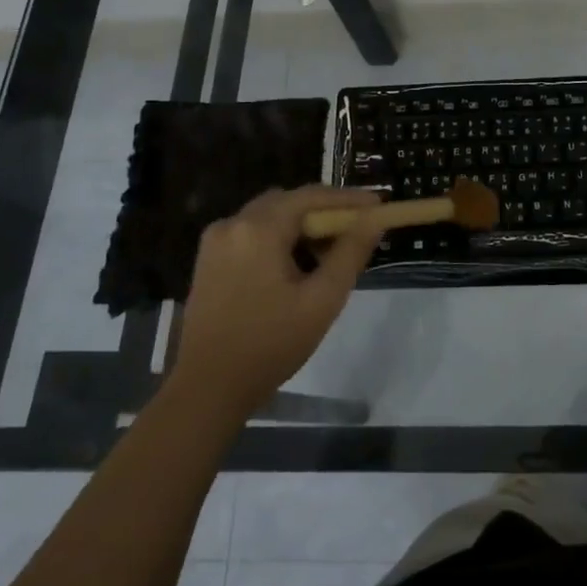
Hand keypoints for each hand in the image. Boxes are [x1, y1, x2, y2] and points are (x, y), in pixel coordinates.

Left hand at [169, 185, 390, 424]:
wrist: (208, 389)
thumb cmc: (271, 345)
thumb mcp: (322, 300)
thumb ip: (351, 252)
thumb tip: (376, 218)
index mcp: (259, 229)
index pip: (312, 196)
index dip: (349, 199)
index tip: (379, 205)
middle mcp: (232, 223)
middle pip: (289, 202)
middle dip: (324, 212)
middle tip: (356, 232)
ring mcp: (215, 240)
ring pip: (269, 216)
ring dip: (300, 226)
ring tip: (327, 255)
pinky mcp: (208, 259)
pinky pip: (252, 233)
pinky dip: (278, 238)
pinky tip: (294, 267)